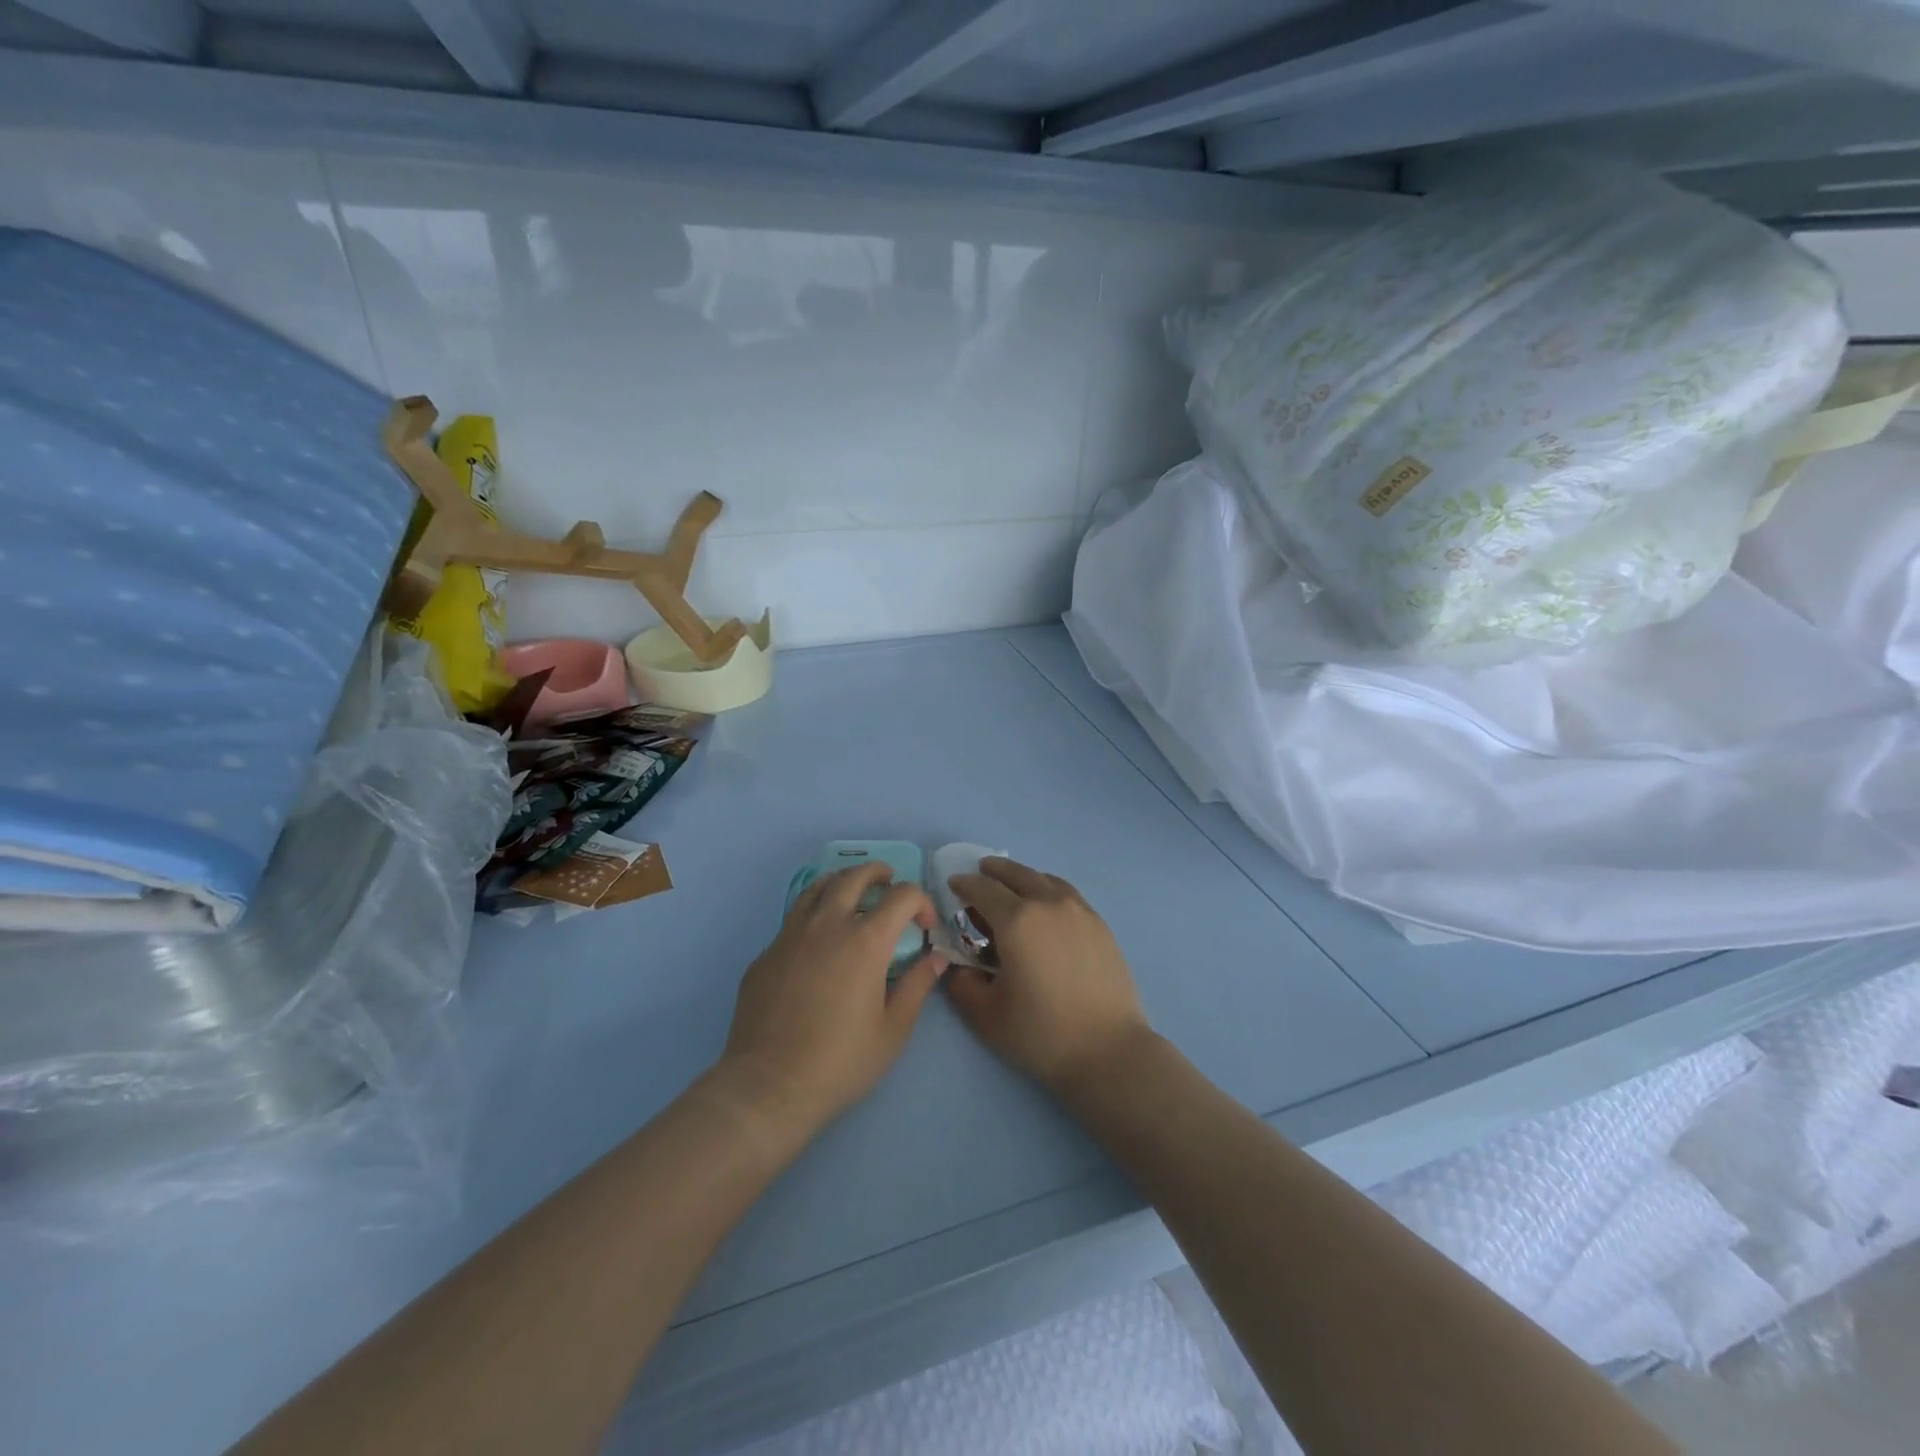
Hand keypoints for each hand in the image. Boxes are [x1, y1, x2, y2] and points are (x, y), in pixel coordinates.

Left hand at [718, 862, 947, 1137]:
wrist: (769, 1086)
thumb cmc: (841, 1062)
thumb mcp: (893, 1030)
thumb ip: (917, 986)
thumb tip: (935, 958)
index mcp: (865, 941)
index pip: (902, 896)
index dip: (921, 902)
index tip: (925, 927)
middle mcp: (827, 925)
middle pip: (854, 877)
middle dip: (878, 873)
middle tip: (889, 883)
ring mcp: (790, 936)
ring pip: (817, 888)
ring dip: (841, 882)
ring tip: (852, 893)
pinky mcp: (765, 954)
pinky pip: (793, 920)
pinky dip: (813, 916)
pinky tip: (817, 942)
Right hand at [943, 858, 1153, 1097]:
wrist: (1109, 1050)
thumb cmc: (1042, 1034)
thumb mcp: (986, 1016)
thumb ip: (962, 986)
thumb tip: (958, 967)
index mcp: (1016, 921)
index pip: (984, 890)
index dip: (965, 884)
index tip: (954, 884)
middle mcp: (1048, 904)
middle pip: (1017, 875)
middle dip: (994, 871)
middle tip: (981, 873)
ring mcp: (1079, 911)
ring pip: (1045, 880)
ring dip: (1023, 877)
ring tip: (1014, 887)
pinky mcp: (1100, 925)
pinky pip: (1067, 894)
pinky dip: (1049, 889)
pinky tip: (1047, 906)